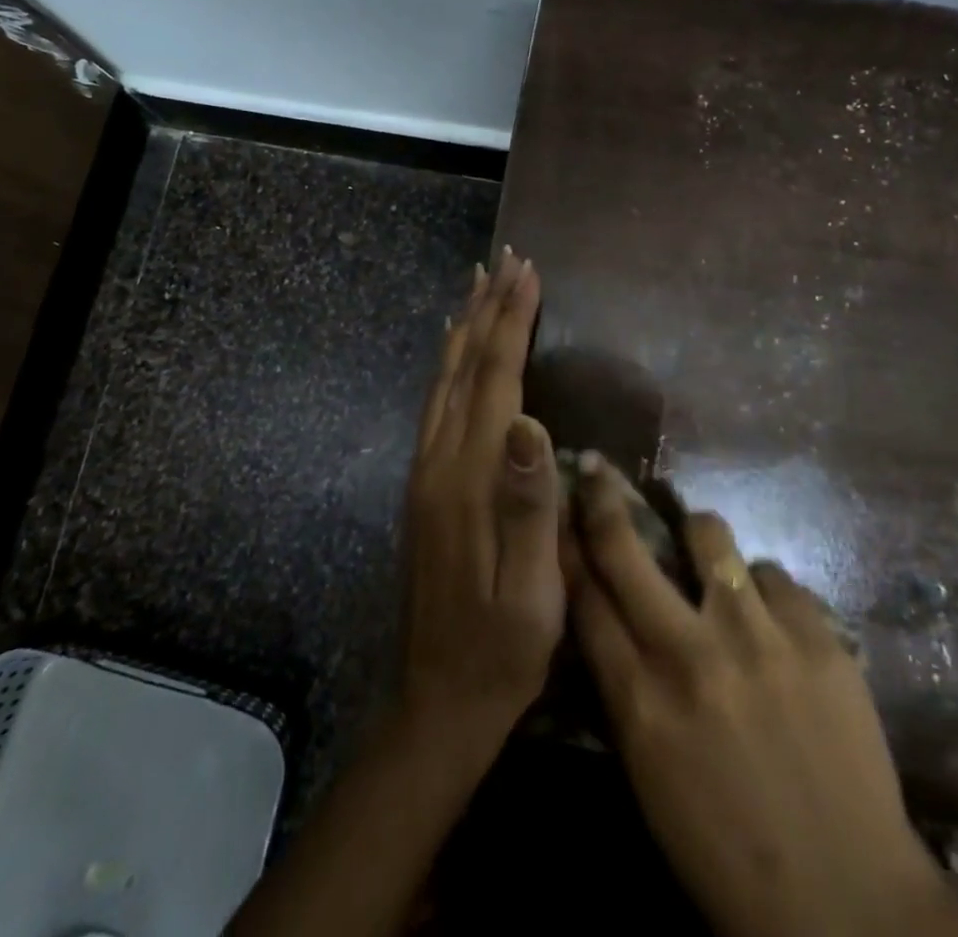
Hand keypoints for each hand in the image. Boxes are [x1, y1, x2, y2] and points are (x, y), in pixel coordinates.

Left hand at [399, 247, 560, 749]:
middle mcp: (440, 460)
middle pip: (464, 366)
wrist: (438, 698)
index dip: (511, 322)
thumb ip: (530, 506)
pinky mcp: (424, 485)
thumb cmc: (502, 650)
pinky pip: (436, 404)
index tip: (527, 273)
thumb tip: (531, 422)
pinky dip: (449, 364)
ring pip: (446, 379)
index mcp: (471, 478)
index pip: (495, 379)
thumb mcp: (533, 592)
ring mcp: (426, 471)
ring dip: (465, 327)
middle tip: (505, 259)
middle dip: (487, 308)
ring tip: (479, 285)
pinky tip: (455, 352)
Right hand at [569, 456, 957, 936]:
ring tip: (707, 551)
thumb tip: (606, 613)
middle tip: (597, 469)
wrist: (849, 903)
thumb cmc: (727, 849)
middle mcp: (689, 653)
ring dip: (698, 534)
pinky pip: (775, 575)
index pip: (583, 596)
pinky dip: (765, 592)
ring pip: (708, 533)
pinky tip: (774, 624)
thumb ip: (623, 684)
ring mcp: (757, 639)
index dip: (566, 545)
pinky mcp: (818, 637)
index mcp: (639, 701)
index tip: (558, 508)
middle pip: (625, 548)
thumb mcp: (649, 771)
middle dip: (603, 499)